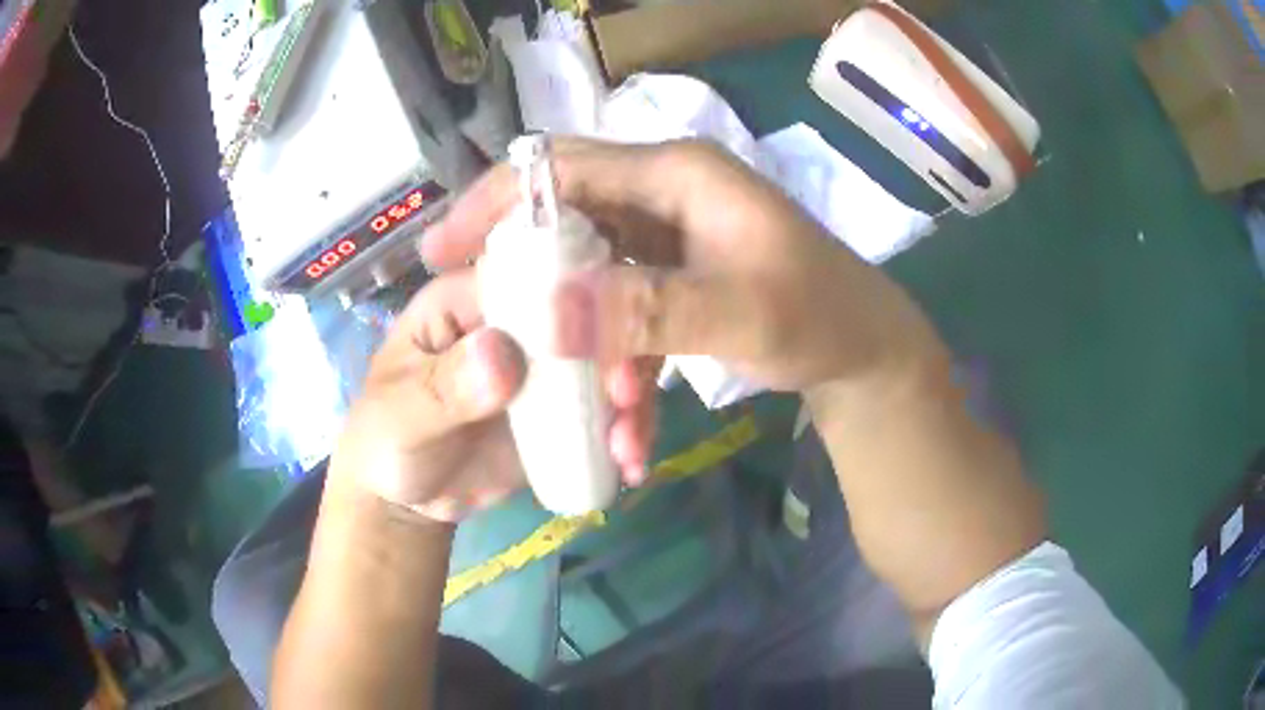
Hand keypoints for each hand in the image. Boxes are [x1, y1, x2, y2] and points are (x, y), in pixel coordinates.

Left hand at [332, 270, 654, 522]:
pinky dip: (626, 432)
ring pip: (607, 361)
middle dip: (621, 351)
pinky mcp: (563, 409)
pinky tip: (630, 463)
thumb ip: (445, 387)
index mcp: (470, 298)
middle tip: (629, 401)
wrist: (408, 499)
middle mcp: (517, 321)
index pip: (531, 272)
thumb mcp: (401, 414)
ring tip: (630, 449)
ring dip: (632, 399)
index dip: (576, 296)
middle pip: (588, 313)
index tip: (607, 340)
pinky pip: (605, 409)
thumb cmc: (387, 439)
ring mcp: (546, 366)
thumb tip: (503, 354)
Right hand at [423, 138, 947, 397]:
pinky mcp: (673, 280)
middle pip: (565, 222)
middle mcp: (663, 195)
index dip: (496, 202)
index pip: (562, 166)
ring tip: (599, 419)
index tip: (443, 251)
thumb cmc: (819, 316)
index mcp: (675, 175)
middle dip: (525, 285)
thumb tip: (548, 315)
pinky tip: (633, 429)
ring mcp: (667, 240)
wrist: (864, 352)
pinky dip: (621, 369)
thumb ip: (651, 311)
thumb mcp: (743, 313)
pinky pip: (623, 316)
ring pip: (590, 281)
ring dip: (584, 350)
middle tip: (482, 333)